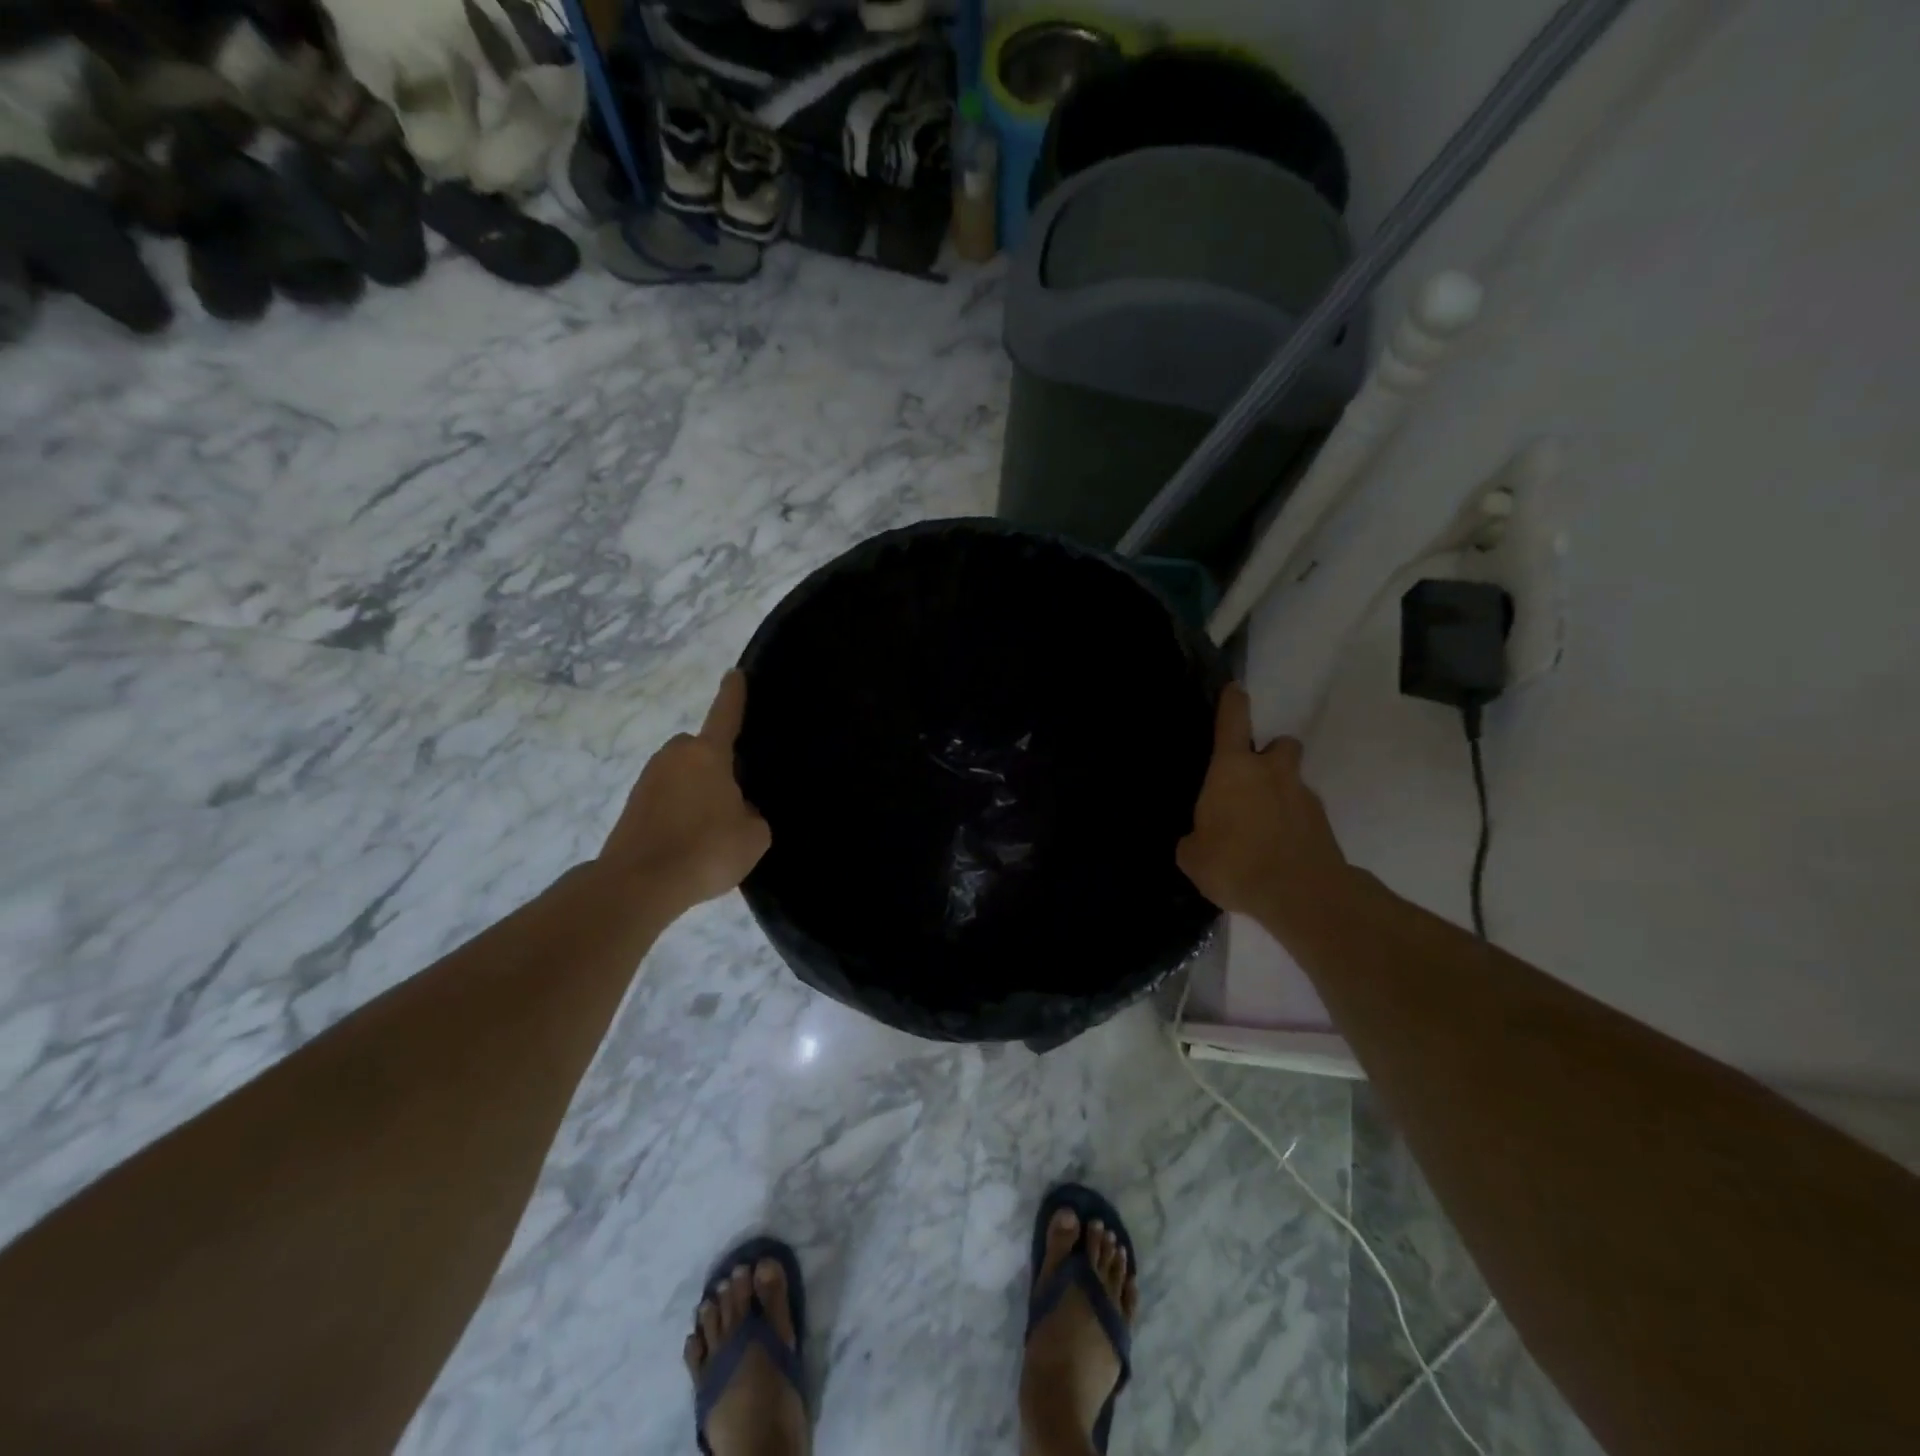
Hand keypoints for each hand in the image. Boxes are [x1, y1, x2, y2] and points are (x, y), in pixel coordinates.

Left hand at [597, 671, 771, 919]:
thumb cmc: (705, 849)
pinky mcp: (631, 806)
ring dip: (694, 791)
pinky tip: (689, 843)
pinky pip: (666, 799)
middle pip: (700, 749)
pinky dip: (678, 812)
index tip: (735, 673)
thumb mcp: (754, 835)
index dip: (733, 694)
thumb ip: (752, 814)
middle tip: (731, 795)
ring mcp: (647, 780)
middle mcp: (675, 757)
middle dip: (714, 764)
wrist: (639, 884)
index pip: (725, 715)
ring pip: (681, 775)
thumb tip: (738, 811)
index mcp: (708, 754)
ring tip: (711, 828)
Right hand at [1176, 684, 1350, 927]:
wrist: (1302, 895)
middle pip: (1279, 745)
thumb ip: (1193, 841)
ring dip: (1281, 793)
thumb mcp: (1193, 857)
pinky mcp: (1324, 823)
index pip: (1234, 720)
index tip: (1235, 690)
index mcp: (1233, 768)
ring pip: (1293, 781)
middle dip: (1269, 755)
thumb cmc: (1235, 863)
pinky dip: (1292, 825)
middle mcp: (1271, 771)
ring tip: (1263, 827)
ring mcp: (1303, 795)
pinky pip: (1303, 814)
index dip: (1233, 702)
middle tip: (1253, 781)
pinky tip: (1277, 852)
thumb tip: (1197, 840)